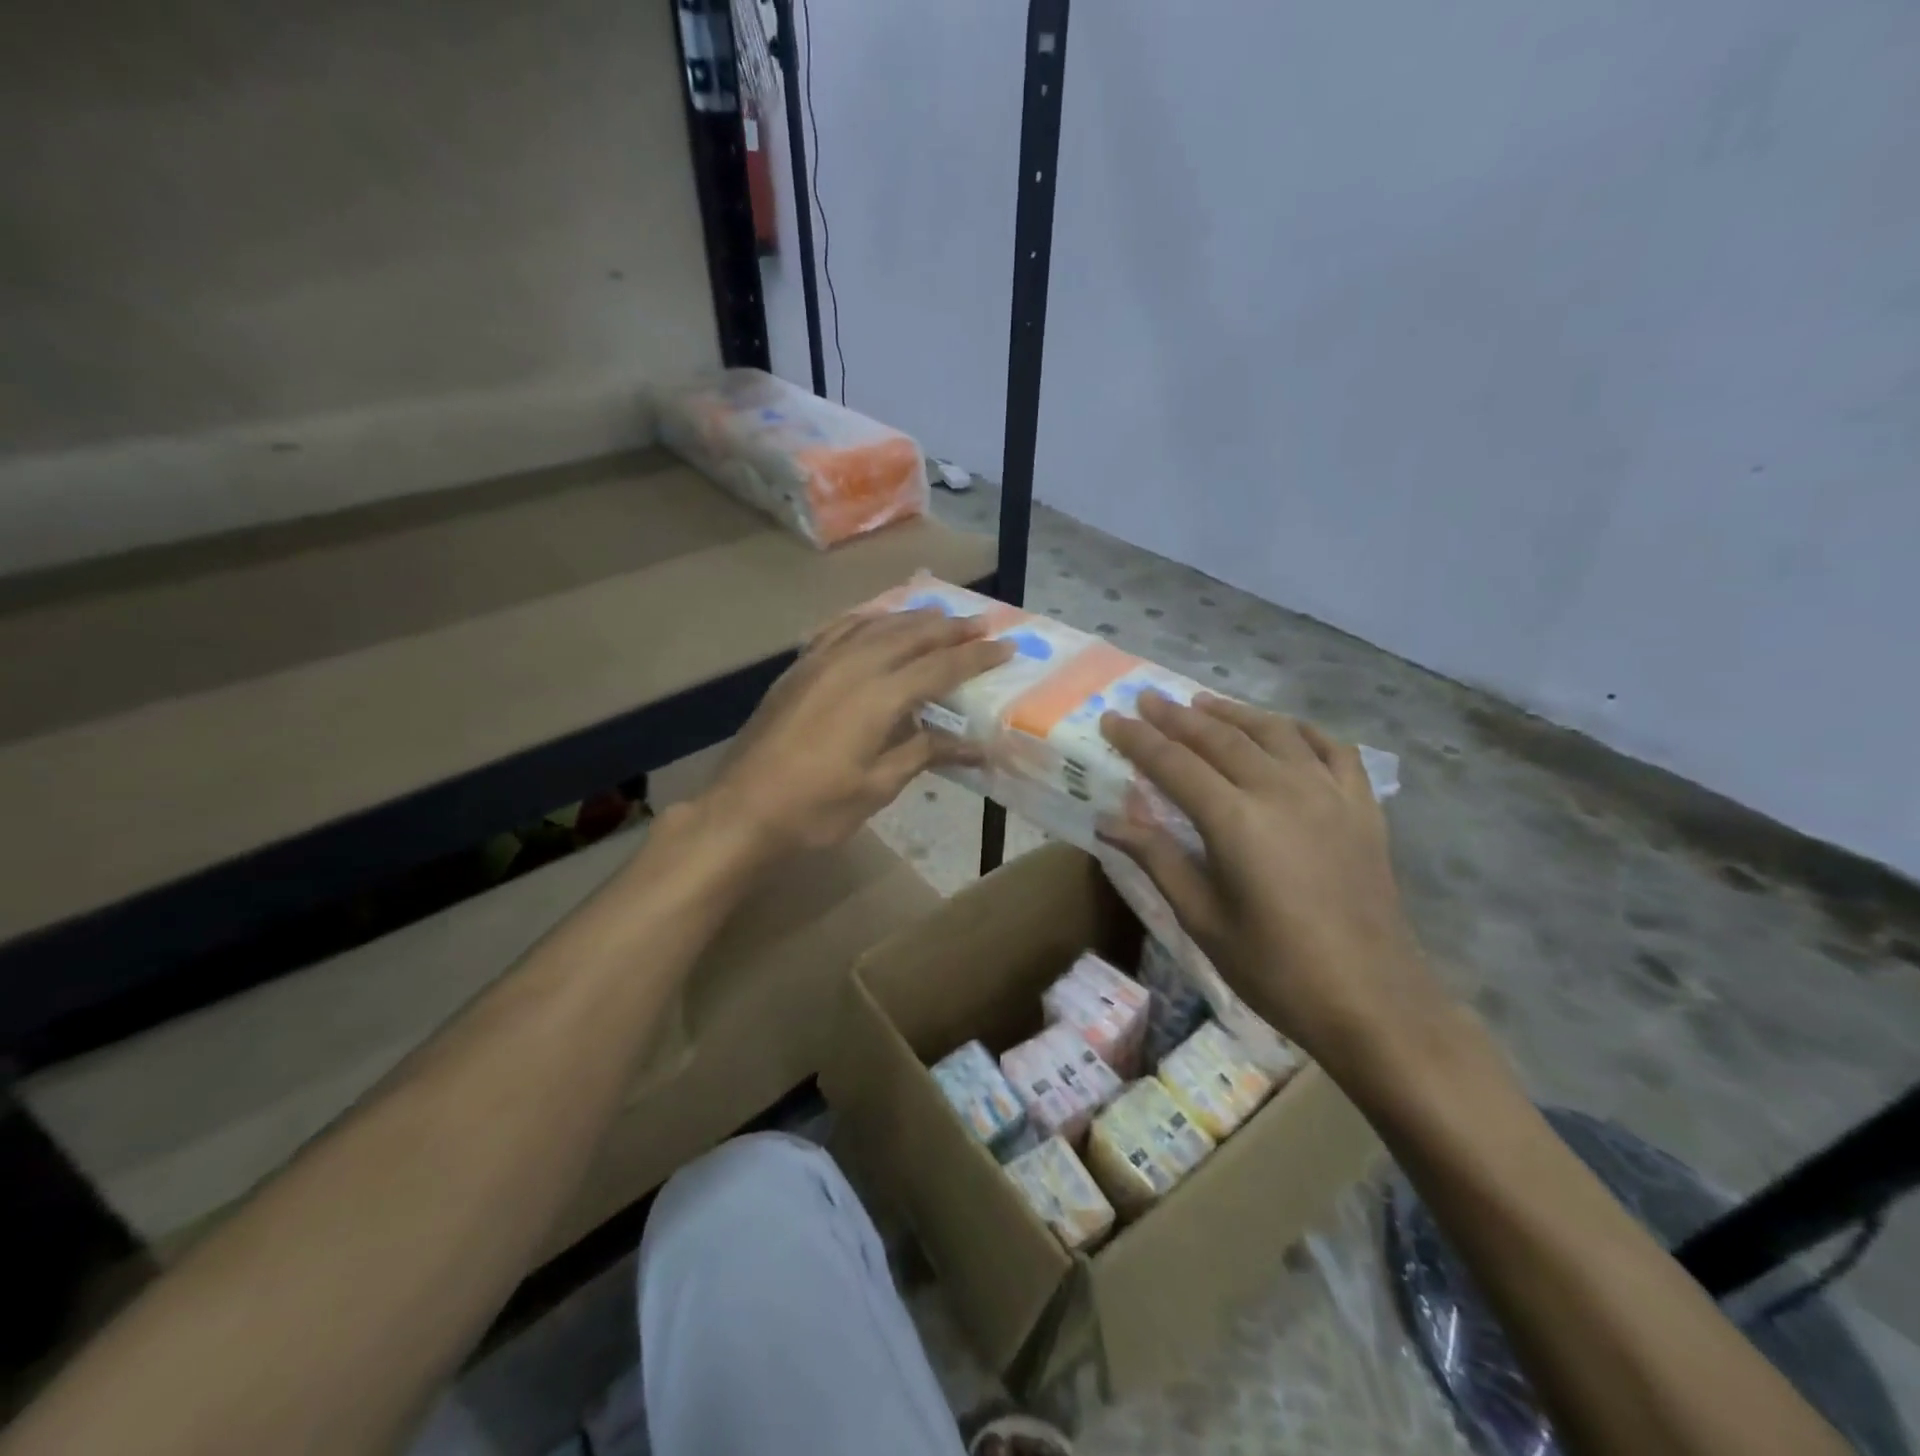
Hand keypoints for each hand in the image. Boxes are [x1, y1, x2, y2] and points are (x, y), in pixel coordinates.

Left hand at [703, 607, 1012, 859]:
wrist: (742, 810)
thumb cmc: (817, 808)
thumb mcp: (879, 786)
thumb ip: (925, 753)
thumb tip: (976, 747)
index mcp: (880, 696)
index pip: (941, 667)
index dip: (976, 657)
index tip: (1006, 646)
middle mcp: (853, 665)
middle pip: (911, 635)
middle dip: (950, 628)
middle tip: (982, 623)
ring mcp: (821, 661)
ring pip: (876, 624)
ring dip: (912, 617)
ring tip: (939, 614)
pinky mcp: (798, 667)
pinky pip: (839, 628)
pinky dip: (867, 618)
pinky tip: (876, 619)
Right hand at [1099, 693, 1447, 1070]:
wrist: (1374, 1001)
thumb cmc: (1276, 969)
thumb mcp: (1203, 920)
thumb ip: (1158, 859)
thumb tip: (1108, 822)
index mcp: (1237, 821)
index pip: (1175, 764)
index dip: (1139, 739)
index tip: (1111, 717)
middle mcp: (1282, 791)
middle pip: (1221, 738)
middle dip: (1178, 716)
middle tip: (1148, 699)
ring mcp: (1329, 794)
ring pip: (1274, 732)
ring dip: (1233, 713)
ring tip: (1203, 702)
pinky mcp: (1362, 807)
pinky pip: (1332, 749)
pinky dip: (1300, 730)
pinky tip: (1283, 728)